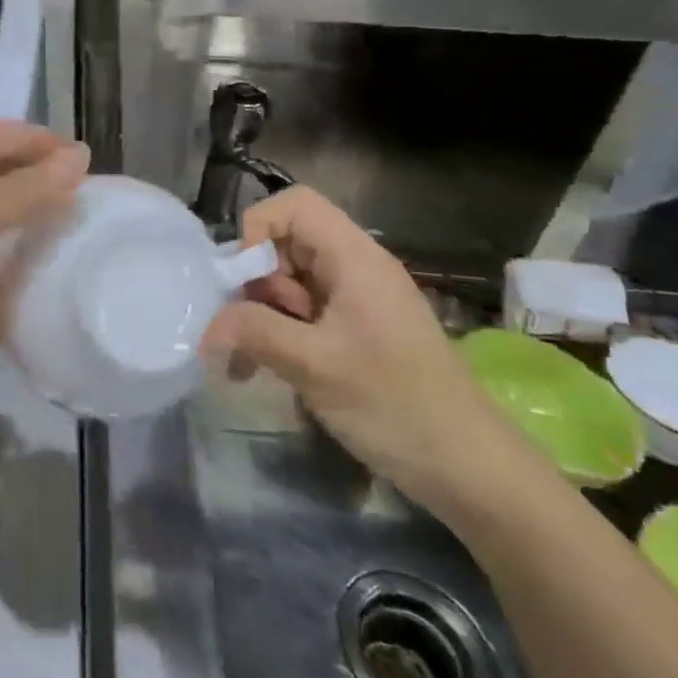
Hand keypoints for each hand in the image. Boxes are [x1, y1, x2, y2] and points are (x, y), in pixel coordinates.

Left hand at [0, 122, 89, 442]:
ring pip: (1, 232)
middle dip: (34, 175)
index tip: (71, 151)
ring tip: (85, 226)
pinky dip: (32, 276)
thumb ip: (15, 192)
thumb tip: (78, 158)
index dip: (19, 136)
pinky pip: (5, 282)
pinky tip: (64, 279)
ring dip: (38, 224)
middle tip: (87, 187)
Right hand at [202, 186, 541, 514]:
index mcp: (354, 259)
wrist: (472, 472)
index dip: (258, 230)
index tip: (245, 281)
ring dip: (259, 317)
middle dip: (254, 283)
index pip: (294, 205)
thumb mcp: (315, 366)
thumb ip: (255, 332)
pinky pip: (301, 316)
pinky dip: (276, 336)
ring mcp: (354, 302)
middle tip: (244, 331)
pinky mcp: (353, 333)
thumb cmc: (396, 406)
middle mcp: (354, 269)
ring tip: (245, 364)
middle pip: (285, 245)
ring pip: (287, 283)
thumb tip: (205, 327)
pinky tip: (260, 372)